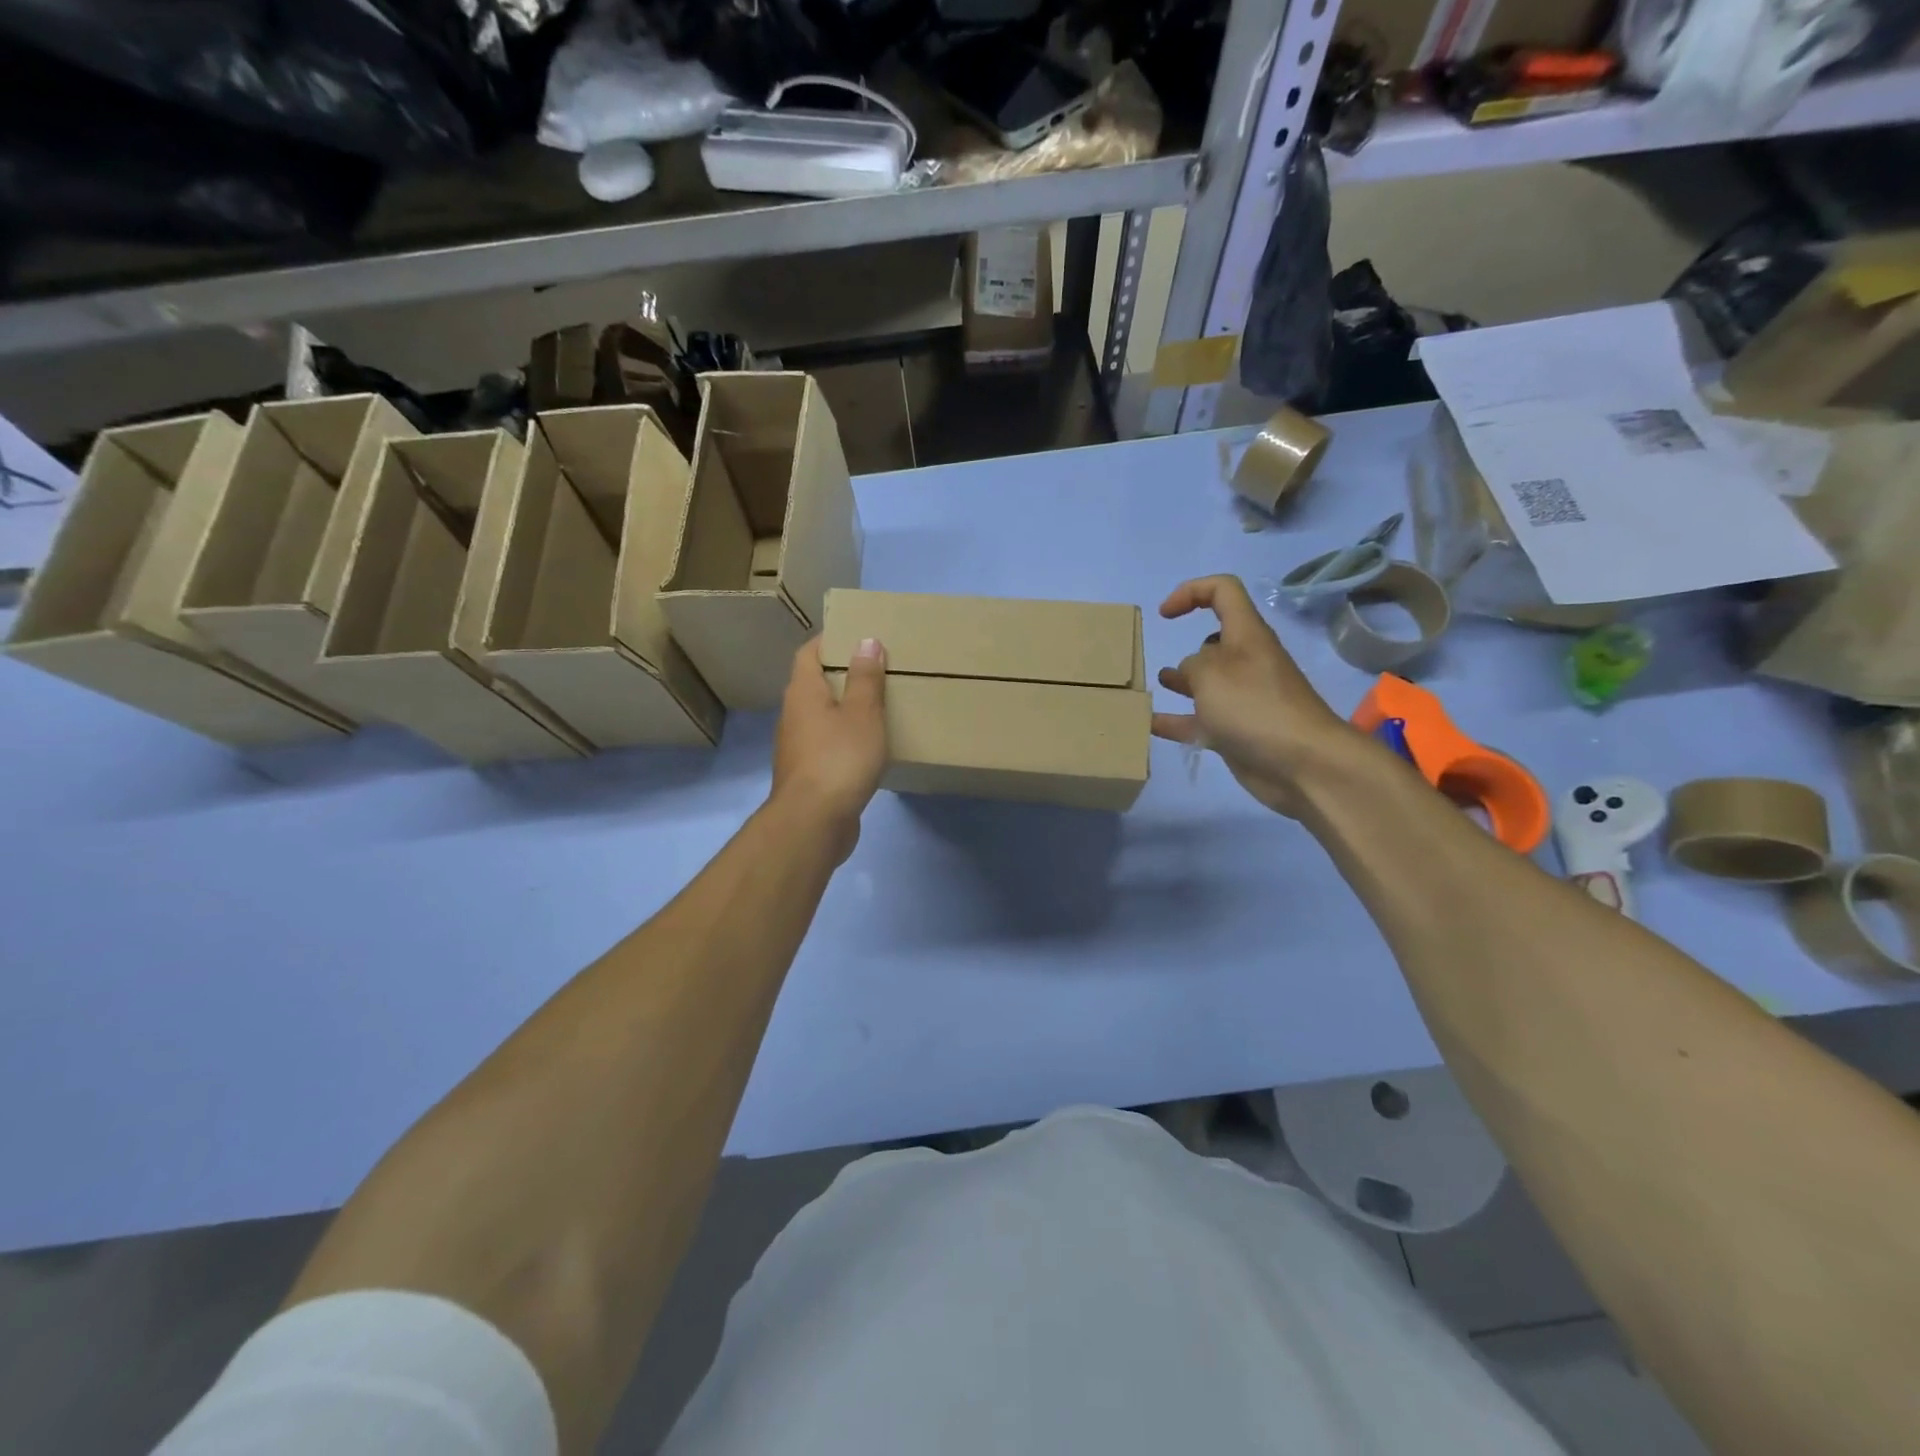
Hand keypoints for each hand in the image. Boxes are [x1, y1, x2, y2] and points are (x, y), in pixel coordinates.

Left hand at [772, 636, 887, 860]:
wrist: (814, 821)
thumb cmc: (840, 758)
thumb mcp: (862, 713)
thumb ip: (865, 678)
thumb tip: (865, 640)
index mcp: (803, 692)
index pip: (809, 653)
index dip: (830, 640)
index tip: (857, 635)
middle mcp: (793, 715)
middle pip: (814, 683)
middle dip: (841, 674)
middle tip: (876, 669)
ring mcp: (797, 747)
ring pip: (821, 716)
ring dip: (844, 708)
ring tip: (877, 705)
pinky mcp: (808, 774)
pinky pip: (827, 744)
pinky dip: (845, 738)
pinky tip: (868, 746)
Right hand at [1153, 575, 1352, 817]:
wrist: (1302, 763)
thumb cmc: (1254, 706)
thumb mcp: (1210, 672)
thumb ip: (1191, 665)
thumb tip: (1190, 673)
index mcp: (1246, 636)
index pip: (1223, 592)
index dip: (1191, 592)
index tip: (1165, 615)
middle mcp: (1247, 663)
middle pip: (1216, 642)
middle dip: (1189, 645)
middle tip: (1161, 656)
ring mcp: (1244, 699)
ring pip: (1207, 683)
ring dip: (1182, 681)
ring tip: (1158, 684)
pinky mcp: (1238, 733)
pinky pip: (1201, 721)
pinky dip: (1177, 721)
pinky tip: (1150, 725)